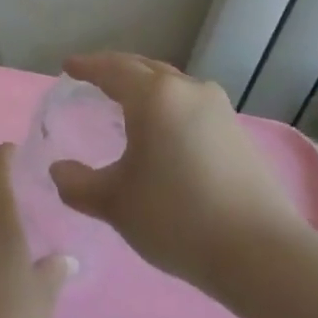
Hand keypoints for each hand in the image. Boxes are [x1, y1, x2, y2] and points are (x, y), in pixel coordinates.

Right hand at [49, 52, 298, 288]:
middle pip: (144, 68)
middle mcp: (188, 90)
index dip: (87, 67)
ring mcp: (218, 109)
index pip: (112, 69)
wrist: (259, 251)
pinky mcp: (236, 131)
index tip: (68, 67)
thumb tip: (59, 170)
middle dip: (116, 70)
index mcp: (154, 96)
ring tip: (126, 101)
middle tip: (93, 78)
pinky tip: (163, 129)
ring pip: (171, 85)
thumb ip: (77, 184)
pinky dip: (167, 105)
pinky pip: (190, 104)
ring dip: (145, 86)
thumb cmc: (176, 217)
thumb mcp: (115, 203)